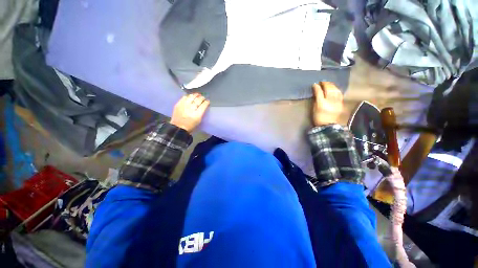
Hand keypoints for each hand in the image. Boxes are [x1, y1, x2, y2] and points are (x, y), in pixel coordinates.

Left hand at [170, 93, 209, 132]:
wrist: (178, 127)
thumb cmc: (191, 126)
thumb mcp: (199, 120)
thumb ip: (202, 112)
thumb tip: (204, 105)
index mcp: (197, 114)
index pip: (204, 105)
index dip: (206, 102)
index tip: (208, 101)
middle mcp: (191, 109)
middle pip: (198, 100)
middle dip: (202, 98)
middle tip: (203, 97)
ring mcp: (184, 106)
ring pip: (191, 97)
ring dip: (195, 95)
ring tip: (198, 94)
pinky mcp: (178, 104)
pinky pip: (184, 97)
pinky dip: (188, 96)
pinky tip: (190, 96)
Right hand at [312, 82, 342, 125]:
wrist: (328, 125)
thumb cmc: (318, 118)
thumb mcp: (314, 109)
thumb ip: (315, 100)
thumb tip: (316, 92)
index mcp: (321, 103)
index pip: (319, 92)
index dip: (316, 87)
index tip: (314, 84)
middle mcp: (330, 101)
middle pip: (329, 89)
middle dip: (325, 84)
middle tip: (322, 82)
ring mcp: (337, 101)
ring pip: (335, 90)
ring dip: (331, 85)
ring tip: (328, 83)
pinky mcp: (341, 103)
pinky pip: (339, 94)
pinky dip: (336, 89)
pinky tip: (334, 88)